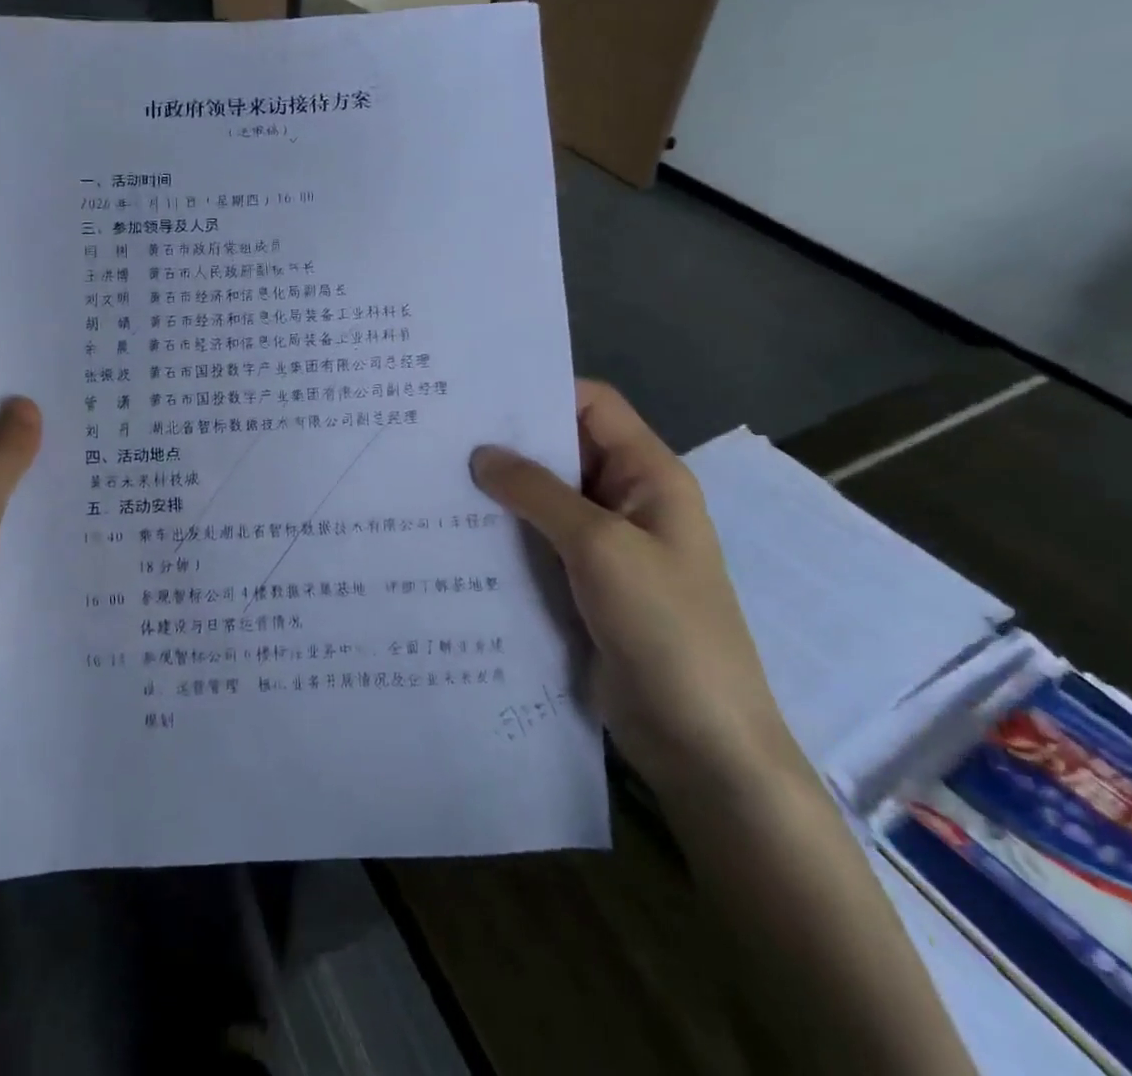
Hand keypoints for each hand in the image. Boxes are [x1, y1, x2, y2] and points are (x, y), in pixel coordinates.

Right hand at [469, 380, 804, 804]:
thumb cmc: (665, 627)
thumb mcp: (600, 548)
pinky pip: (535, 543)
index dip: (541, 391)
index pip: (593, 407)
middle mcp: (625, 501)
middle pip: (561, 451)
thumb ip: (538, 494)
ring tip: (431, 476)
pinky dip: (500, 533)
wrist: (699, 740)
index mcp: (649, 476)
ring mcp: (602, 547)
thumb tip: (481, 453)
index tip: (476, 393)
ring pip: (542, 500)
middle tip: (437, 433)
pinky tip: (453, 531)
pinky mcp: (580, 585)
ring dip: (497, 491)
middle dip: (506, 442)